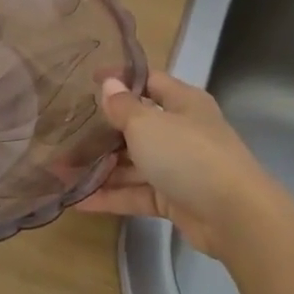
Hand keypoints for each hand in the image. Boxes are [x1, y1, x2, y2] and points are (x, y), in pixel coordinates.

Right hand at [75, 71, 290, 261]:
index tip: (86, 80)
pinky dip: (111, 196)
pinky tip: (78, 200)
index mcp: (183, 103)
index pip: (149, 82)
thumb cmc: (189, 155)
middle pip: (137, 125)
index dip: (119, 79)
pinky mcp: (174, 200)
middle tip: (64, 133)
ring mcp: (179, 167)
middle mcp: (182, 131)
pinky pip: (137, 193)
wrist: (234, 215)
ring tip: (60, 171)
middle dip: (101, 131)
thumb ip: (123, 107)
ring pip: (133, 163)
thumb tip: (108, 84)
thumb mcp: (148, 124)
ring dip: (100, 167)